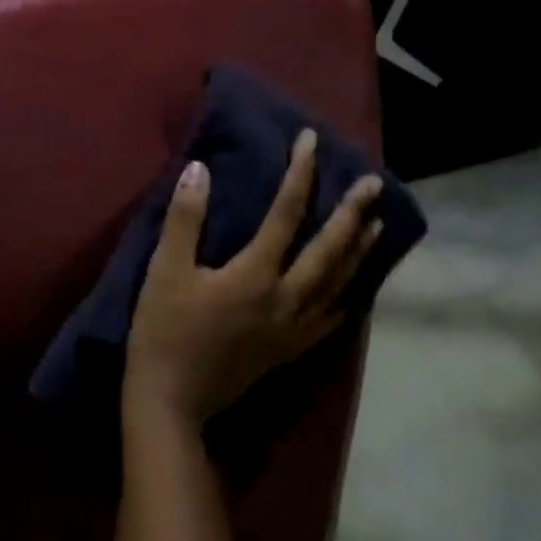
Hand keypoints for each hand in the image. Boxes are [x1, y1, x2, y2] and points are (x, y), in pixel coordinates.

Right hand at [123, 129, 382, 428]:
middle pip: (330, 250)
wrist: (172, 399)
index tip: (310, 140)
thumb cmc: (164, 330)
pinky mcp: (292, 350)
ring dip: (360, 251)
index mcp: (255, 275)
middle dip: (352, 213)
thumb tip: (199, 170)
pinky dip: (349, 295)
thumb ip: (185, 219)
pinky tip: (355, 287)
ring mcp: (294, 328)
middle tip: (373, 183)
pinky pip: (333, 317)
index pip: (286, 214)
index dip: (299, 174)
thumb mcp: (165, 270)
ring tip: (377, 225)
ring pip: (340, 283)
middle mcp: (287, 299)